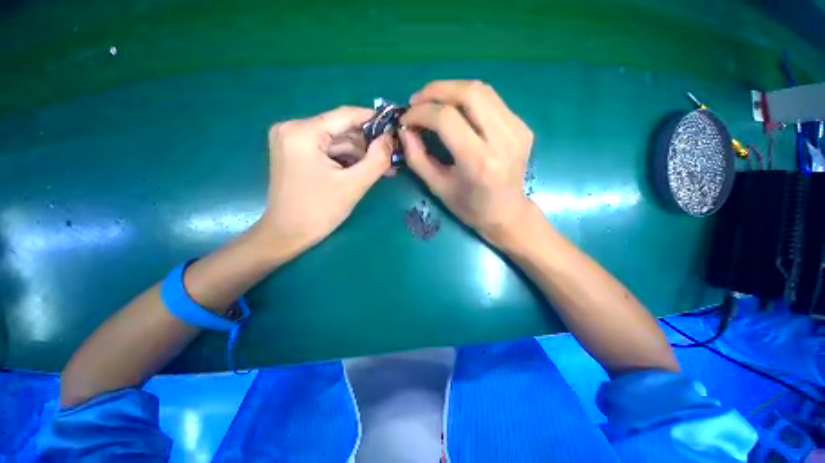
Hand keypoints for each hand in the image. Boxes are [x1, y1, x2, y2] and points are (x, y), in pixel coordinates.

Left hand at [255, 106, 392, 261]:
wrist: (287, 234)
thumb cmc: (319, 211)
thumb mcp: (353, 185)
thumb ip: (376, 160)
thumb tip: (390, 139)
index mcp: (303, 132)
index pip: (345, 115)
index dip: (373, 119)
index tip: (394, 125)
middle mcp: (293, 129)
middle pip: (340, 129)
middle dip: (368, 144)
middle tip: (392, 155)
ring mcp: (292, 140)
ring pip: (336, 141)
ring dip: (359, 154)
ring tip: (383, 167)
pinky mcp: (295, 153)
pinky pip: (327, 150)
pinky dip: (346, 159)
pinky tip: (364, 169)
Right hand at [400, 80, 534, 244]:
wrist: (507, 213)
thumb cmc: (469, 208)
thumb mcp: (437, 187)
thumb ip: (417, 158)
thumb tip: (404, 130)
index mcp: (479, 162)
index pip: (447, 119)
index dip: (421, 113)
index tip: (405, 119)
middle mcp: (502, 140)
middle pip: (468, 93)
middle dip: (436, 91)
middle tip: (416, 101)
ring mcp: (517, 130)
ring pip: (482, 90)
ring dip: (451, 89)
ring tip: (431, 102)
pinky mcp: (522, 126)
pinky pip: (491, 100)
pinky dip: (467, 98)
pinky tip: (455, 109)